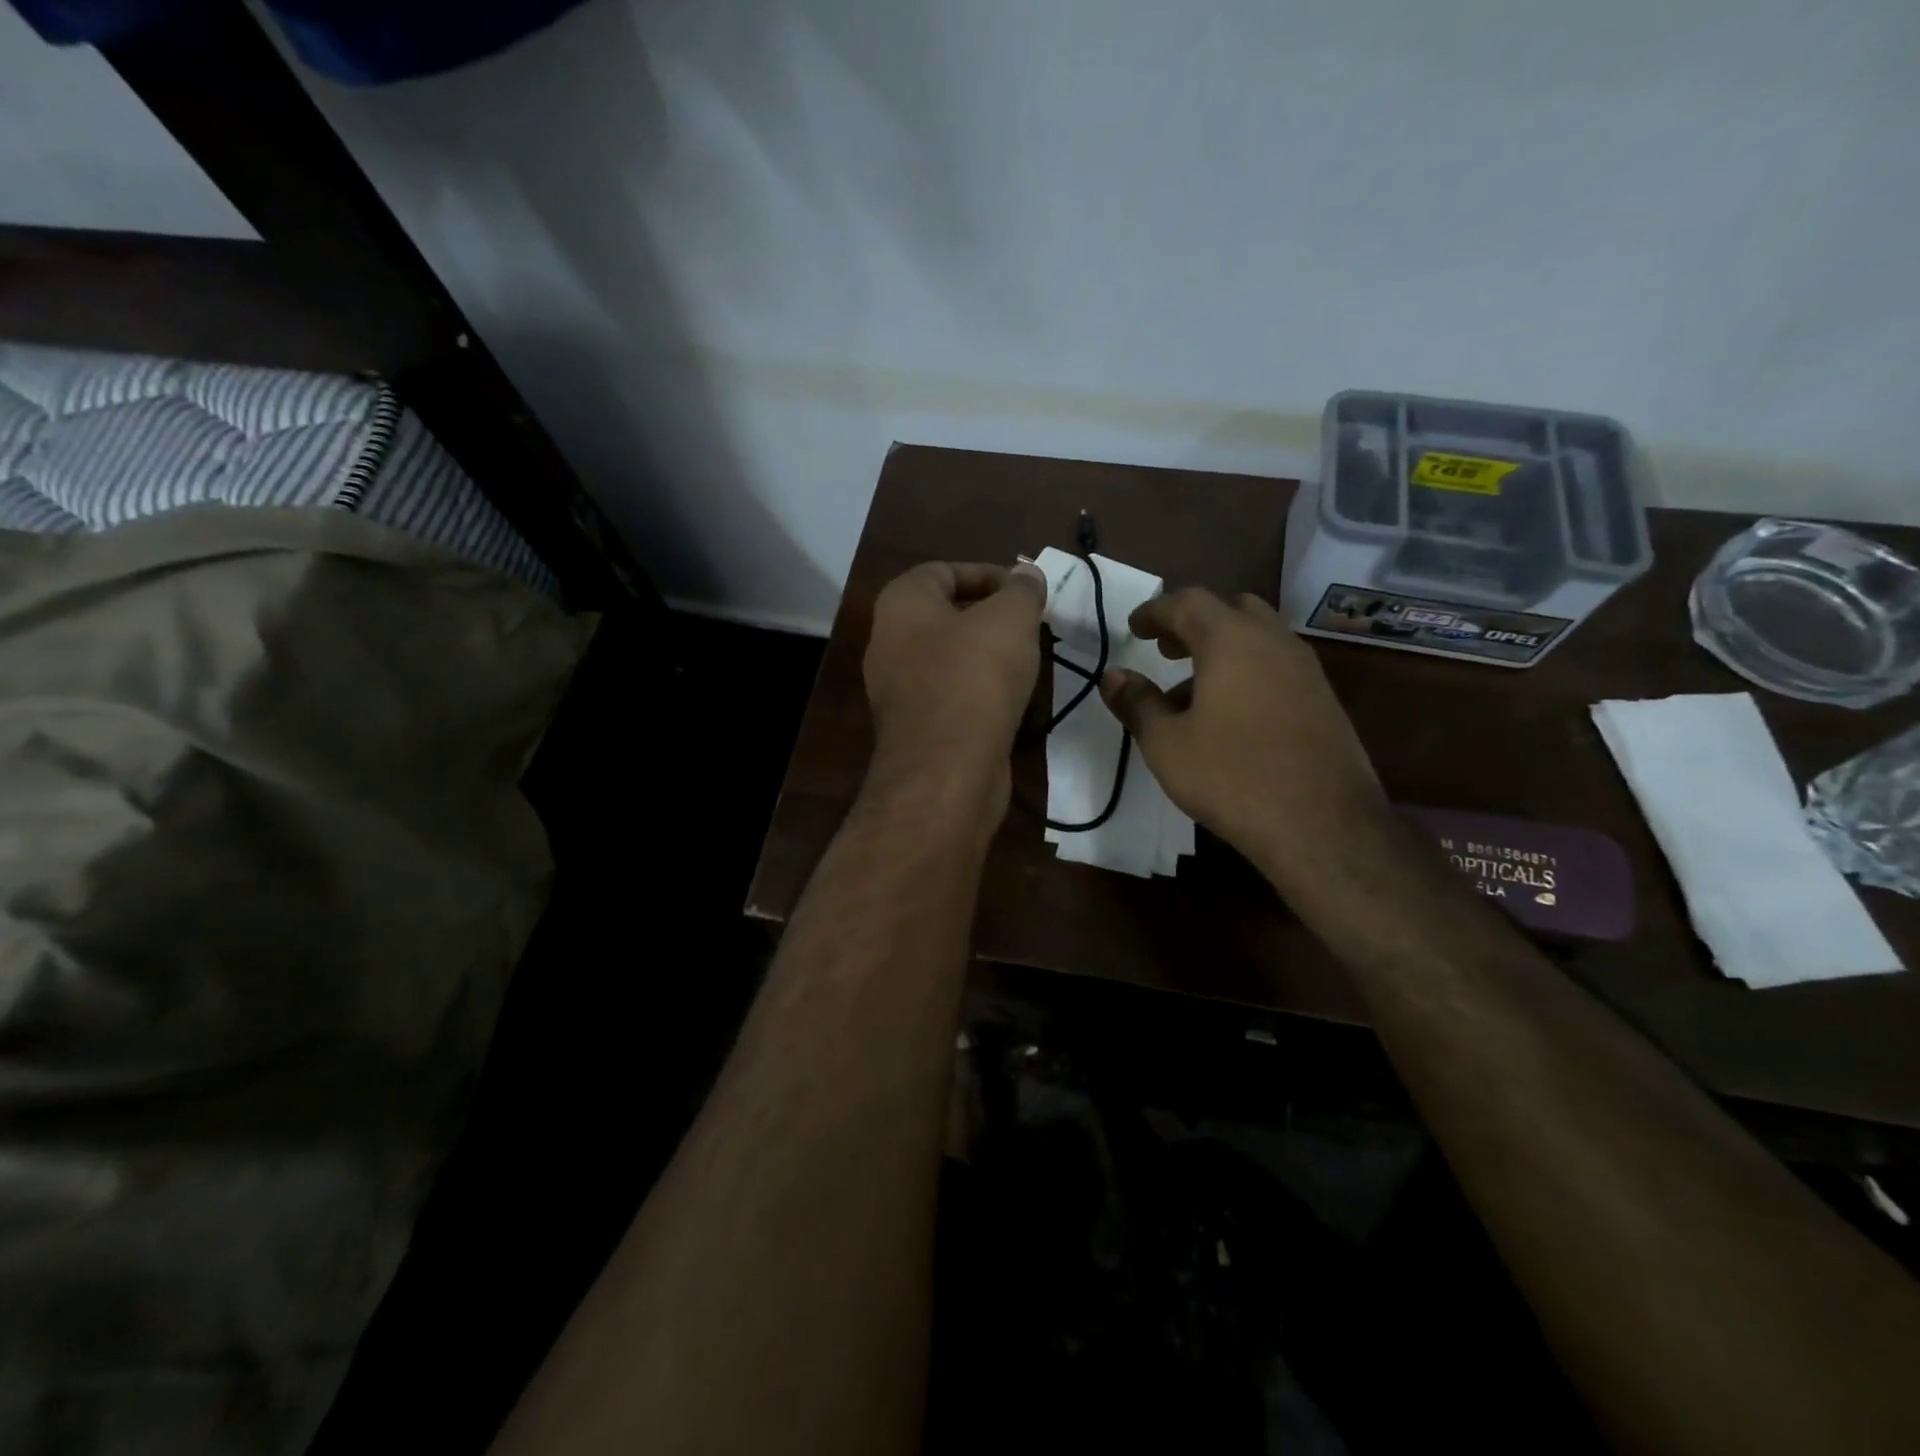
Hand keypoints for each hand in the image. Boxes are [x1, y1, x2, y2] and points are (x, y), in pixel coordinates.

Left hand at [863, 561, 1046, 806]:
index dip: (987, 573)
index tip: (1025, 590)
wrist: (947, 769)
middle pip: (945, 615)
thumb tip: (1026, 574)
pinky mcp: (915, 727)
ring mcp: (898, 690)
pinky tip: (1011, 700)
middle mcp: (889, 642)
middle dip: (991, 616)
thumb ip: (1021, 590)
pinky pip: (951, 695)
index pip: (942, 570)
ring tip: (1028, 660)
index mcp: (901, 605)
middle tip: (1031, 625)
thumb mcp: (1010, 619)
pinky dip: (979, 692)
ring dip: (988, 656)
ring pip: (949, 658)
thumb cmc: (975, 677)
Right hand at [1098, 589, 1388, 885]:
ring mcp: (1306, 670)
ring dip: (1221, 650)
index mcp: (1231, 640)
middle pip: (1231, 610)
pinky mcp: (1323, 699)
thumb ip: (1137, 703)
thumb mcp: (1166, 743)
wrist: (1322, 825)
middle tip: (1166, 649)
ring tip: (1189, 692)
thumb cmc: (1231, 776)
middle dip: (1193, 623)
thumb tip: (1112, 676)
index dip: (1156, 611)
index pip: (1188, 602)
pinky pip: (1276, 666)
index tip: (1134, 628)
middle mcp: (1273, 642)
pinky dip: (1247, 672)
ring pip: (1258, 638)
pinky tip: (1229, 716)